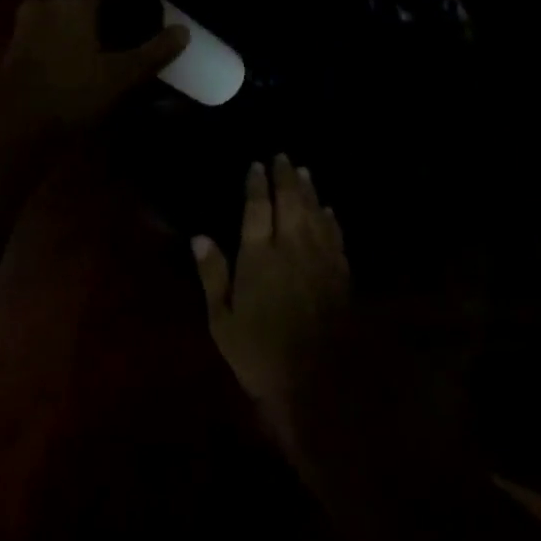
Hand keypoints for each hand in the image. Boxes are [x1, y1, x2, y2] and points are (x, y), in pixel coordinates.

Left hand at [0, 0, 188, 136]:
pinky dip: (65, 13)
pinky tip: (79, 37)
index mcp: (73, 0)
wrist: (13, 125)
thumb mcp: (121, 76)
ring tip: (104, 16)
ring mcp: (27, 18)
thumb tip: (183, 31)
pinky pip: (46, 11)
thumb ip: (154, 51)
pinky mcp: (17, 39)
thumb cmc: (71, 94)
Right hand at [193, 156, 351, 447]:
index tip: (256, 165)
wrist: (318, 383)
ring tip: (304, 172)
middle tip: (283, 157)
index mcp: (259, 257)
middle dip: (286, 177)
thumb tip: (200, 236)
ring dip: (309, 191)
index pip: (257, 209)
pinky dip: (331, 220)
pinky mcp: (340, 275)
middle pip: (291, 202)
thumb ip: (213, 275)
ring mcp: (320, 260)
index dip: (257, 185)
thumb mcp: (222, 320)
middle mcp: (292, 248)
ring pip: (316, 214)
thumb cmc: (259, 354)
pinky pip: (335, 237)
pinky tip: (329, 212)